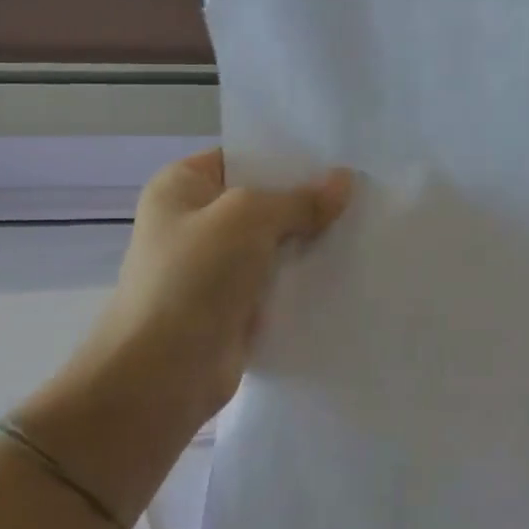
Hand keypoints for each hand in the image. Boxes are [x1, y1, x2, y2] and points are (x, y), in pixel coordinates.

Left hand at [86, 150, 351, 412]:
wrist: (161, 374)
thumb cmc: (193, 277)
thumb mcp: (249, 218)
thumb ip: (300, 199)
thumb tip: (345, 181)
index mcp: (182, 186)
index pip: (244, 157)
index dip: (289, 155)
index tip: (339, 154)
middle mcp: (196, 221)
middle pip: (265, 199)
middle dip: (309, 198)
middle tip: (364, 188)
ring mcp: (216, 265)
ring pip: (277, 241)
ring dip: (313, 238)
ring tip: (367, 222)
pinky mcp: (236, 304)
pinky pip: (280, 278)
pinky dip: (308, 274)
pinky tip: (349, 263)